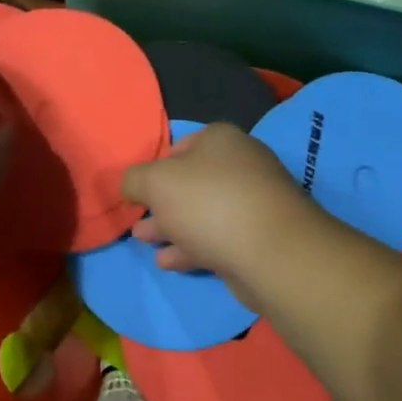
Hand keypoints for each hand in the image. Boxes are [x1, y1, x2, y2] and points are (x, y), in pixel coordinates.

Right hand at [122, 123, 321, 306]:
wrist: (271, 252)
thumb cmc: (208, 203)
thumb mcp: (155, 183)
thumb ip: (134, 180)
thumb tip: (130, 185)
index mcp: (220, 139)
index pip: (181, 146)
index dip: (156, 166)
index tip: (140, 190)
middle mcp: (241, 165)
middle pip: (191, 182)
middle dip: (162, 202)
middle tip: (138, 221)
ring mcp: (254, 203)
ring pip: (202, 213)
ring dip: (172, 227)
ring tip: (145, 242)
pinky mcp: (259, 238)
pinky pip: (217, 238)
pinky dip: (191, 247)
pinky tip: (168, 261)